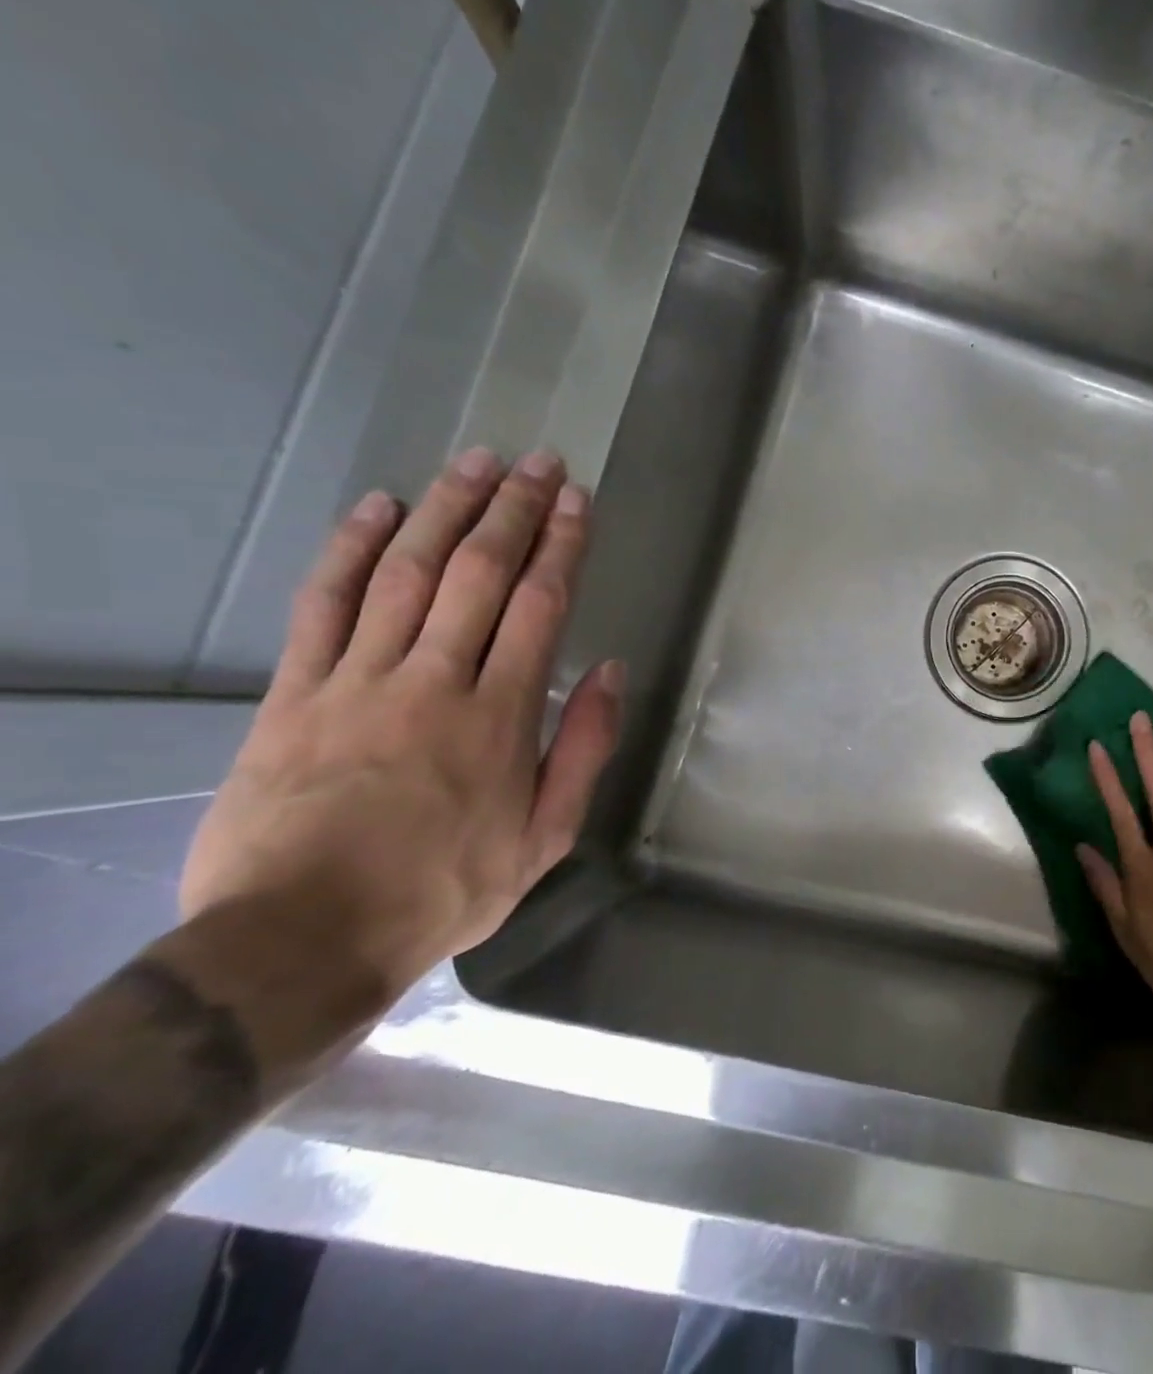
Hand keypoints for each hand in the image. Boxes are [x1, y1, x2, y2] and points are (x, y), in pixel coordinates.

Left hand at [180, 447, 623, 997]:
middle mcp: (433, 679)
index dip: (562, 545)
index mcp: (499, 714)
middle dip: (513, 509)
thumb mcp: (546, 836)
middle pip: (478, 573)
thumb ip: (582, 748)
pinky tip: (379, 508)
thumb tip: (611, 672)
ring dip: (445, 511)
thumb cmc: (446, 889)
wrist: (303, 938)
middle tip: (537, 461)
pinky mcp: (295, 693)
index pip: (540, 605)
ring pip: (406, 574)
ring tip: (474, 463)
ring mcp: (357, 680)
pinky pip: (324, 605)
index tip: (576, 500)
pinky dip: (351, 550)